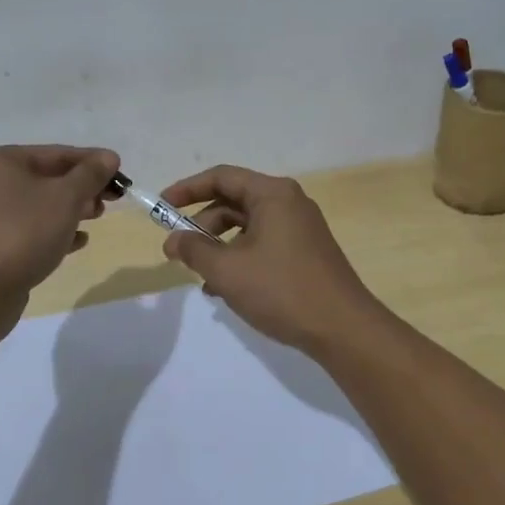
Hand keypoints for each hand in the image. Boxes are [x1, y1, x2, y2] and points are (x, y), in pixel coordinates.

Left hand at [0, 145, 118, 303]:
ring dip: (73, 209)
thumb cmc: (23, 233)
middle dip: (83, 187)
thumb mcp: (65, 198)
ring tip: (96, 218)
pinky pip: (31, 228)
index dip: (93, 162)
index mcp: (0, 161)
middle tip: (112, 200)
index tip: (122, 175)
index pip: (57, 153)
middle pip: (48, 177)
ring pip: (41, 204)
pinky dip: (55, 230)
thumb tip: (109, 156)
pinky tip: (78, 241)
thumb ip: (90, 174)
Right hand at [158, 165, 386, 352]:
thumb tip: (173, 240)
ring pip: (248, 226)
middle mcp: (289, 202)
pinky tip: (225, 289)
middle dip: (202, 224)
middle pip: (234, 201)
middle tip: (179, 251)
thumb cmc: (282, 290)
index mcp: (273, 194)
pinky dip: (241, 258)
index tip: (162, 208)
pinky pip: (263, 243)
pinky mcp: (306, 251)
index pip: (222, 177)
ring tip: (202, 277)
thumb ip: (195, 250)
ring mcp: (301, 228)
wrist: (342, 328)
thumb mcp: (228, 270)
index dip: (187, 189)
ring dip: (220, 246)